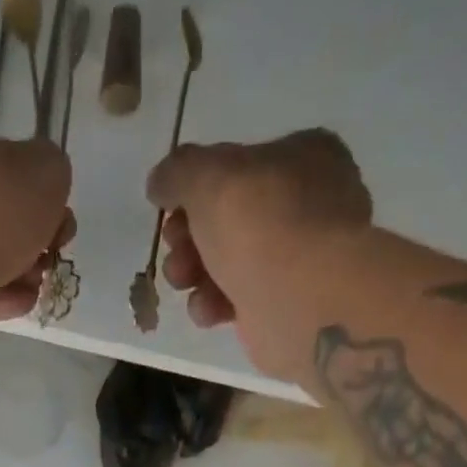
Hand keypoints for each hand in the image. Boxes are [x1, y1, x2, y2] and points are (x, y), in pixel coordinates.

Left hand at [0, 100, 73, 352]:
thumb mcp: (47, 168)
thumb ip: (52, 170)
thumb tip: (39, 190)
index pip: (0, 150)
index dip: (35, 182)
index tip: (56, 209)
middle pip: (2, 211)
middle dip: (35, 238)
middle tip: (50, 251)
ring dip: (23, 272)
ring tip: (29, 282)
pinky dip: (0, 298)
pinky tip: (8, 302)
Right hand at [147, 131, 375, 383]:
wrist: (305, 305)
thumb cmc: (263, 226)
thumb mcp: (209, 177)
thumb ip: (178, 172)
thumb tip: (161, 183)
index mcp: (302, 156)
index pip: (236, 164)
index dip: (195, 186)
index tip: (170, 208)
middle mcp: (303, 204)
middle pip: (225, 216)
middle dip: (187, 235)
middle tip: (176, 247)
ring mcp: (293, 259)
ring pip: (225, 261)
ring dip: (192, 272)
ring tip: (184, 281)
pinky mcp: (280, 307)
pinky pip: (235, 300)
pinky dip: (214, 305)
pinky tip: (210, 310)